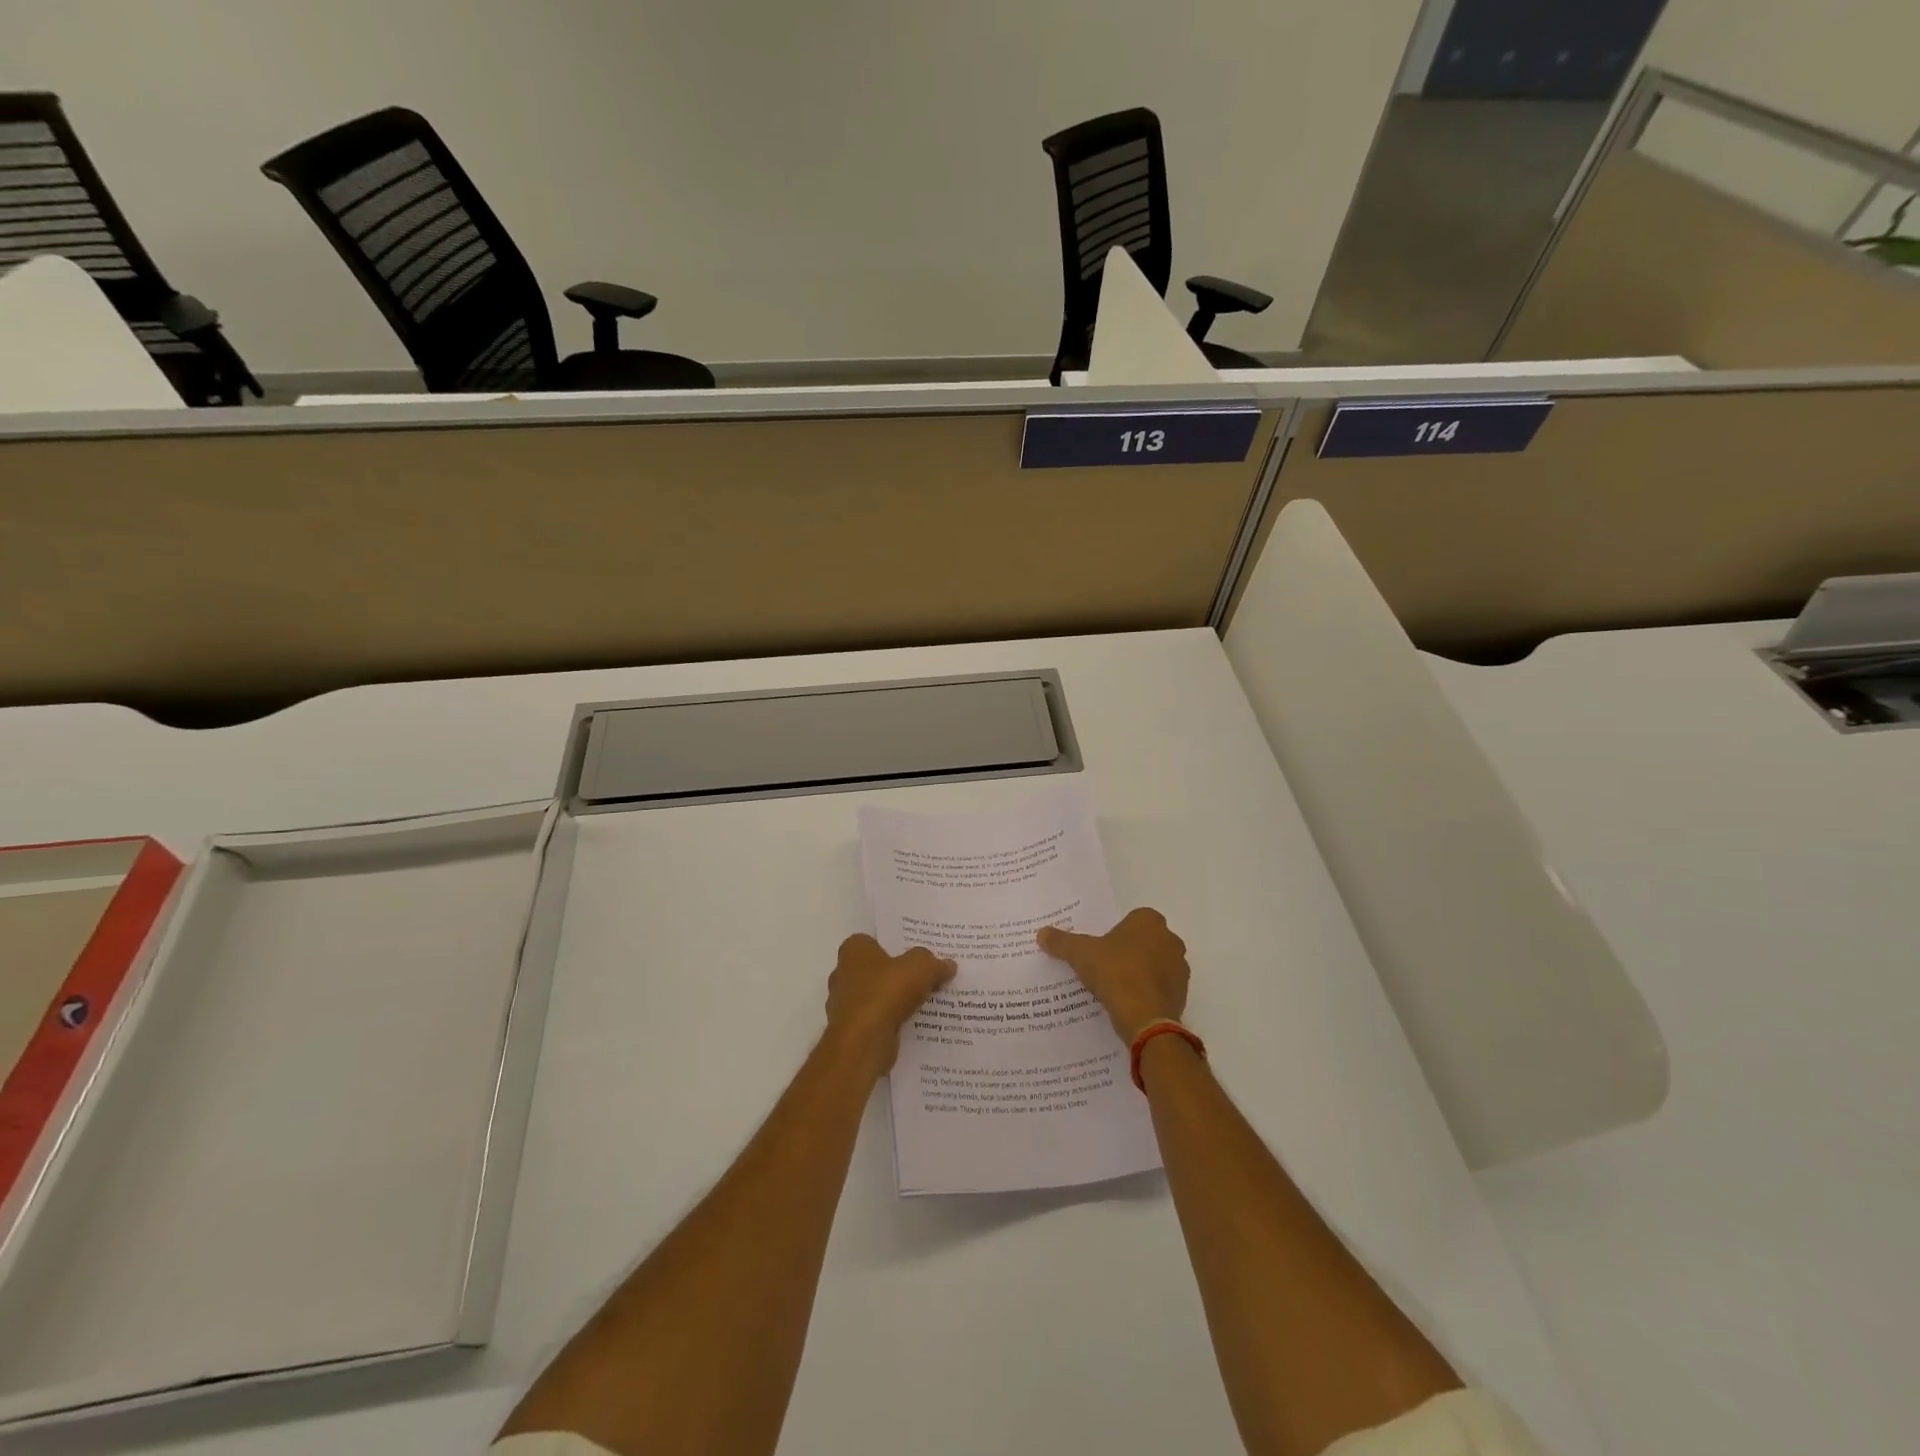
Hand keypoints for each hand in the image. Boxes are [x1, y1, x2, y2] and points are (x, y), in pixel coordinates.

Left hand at [825, 935, 955, 1074]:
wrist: (863, 1042)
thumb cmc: (886, 992)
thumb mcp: (921, 968)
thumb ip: (933, 963)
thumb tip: (948, 964)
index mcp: (853, 950)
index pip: (872, 941)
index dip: (893, 946)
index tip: (914, 955)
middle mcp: (842, 974)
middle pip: (874, 969)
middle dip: (894, 974)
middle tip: (922, 977)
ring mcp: (843, 1004)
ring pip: (874, 996)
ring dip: (892, 1000)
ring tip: (922, 1003)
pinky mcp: (850, 1030)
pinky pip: (875, 1020)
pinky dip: (889, 1022)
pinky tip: (911, 1024)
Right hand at [1037, 908, 1188, 1042]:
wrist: (1145, 1017)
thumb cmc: (1115, 973)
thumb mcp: (1080, 954)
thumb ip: (1062, 942)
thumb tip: (1041, 933)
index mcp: (1149, 921)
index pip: (1132, 920)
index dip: (1116, 933)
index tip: (1101, 948)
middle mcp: (1170, 939)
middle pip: (1144, 941)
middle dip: (1129, 951)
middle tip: (1105, 966)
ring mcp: (1180, 967)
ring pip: (1155, 964)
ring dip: (1140, 972)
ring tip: (1115, 987)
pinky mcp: (1182, 993)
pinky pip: (1160, 987)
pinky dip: (1148, 992)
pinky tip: (1129, 1003)